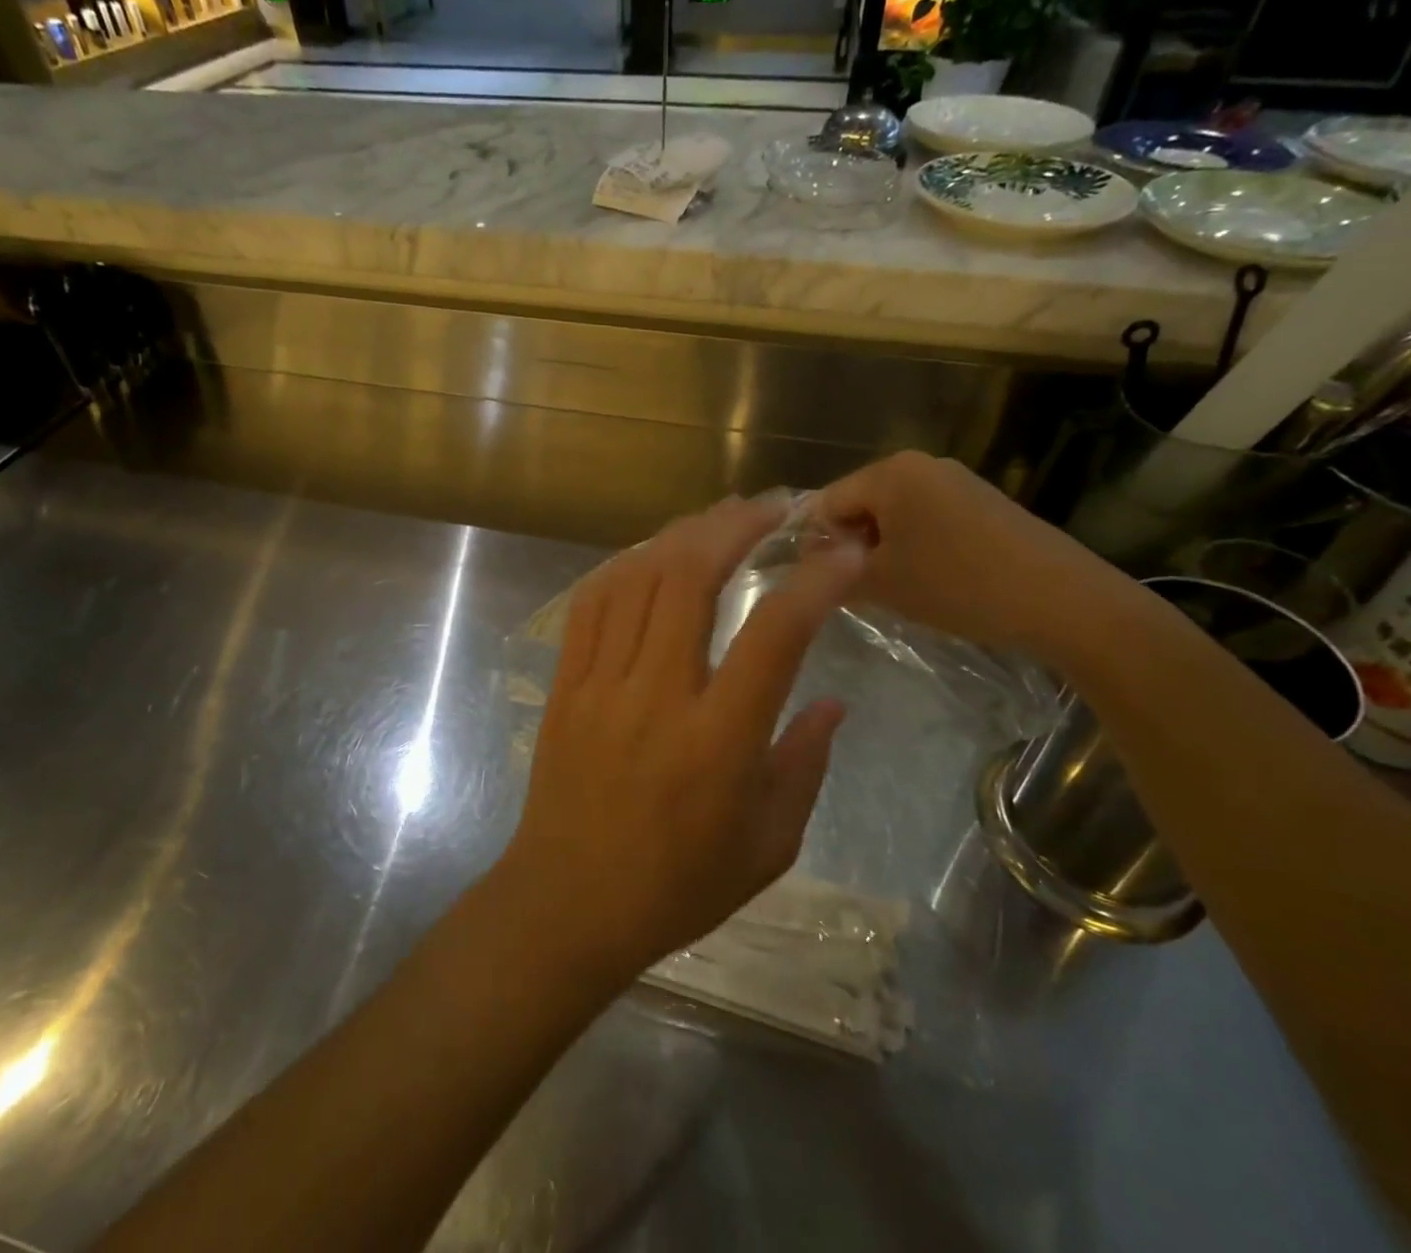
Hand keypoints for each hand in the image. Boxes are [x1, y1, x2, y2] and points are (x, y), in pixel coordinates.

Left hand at [499, 496, 865, 985]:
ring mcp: (602, 683)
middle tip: (771, 508)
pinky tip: (651, 552)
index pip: (775, 635)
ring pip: (638, 578)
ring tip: (718, 516)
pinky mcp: (566, 684)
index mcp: (718, 741)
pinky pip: (592, 603)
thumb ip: (805, 764)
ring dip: (682, 534)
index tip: (844, 554)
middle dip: (735, 527)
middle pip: (690, 578)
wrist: (569, 902)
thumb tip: (833, 703)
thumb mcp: (768, 845)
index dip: (815, 583)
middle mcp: (658, 696)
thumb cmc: (678, 885)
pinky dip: (625, 564)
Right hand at [814, 451, 1129, 661]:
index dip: (816, 542)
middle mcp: (922, 465)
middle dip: (851, 544)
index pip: (827, 501)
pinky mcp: (984, 502)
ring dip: (883, 549)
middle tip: (855, 589)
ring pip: (895, 513)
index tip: (820, 582)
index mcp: (891, 472)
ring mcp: (957, 481)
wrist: (1062, 601)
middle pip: (861, 503)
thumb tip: (810, 567)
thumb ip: (833, 571)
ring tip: (892, 589)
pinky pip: (928, 519)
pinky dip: (915, 547)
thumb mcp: (881, 583)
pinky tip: (929, 581)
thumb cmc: (957, 584)